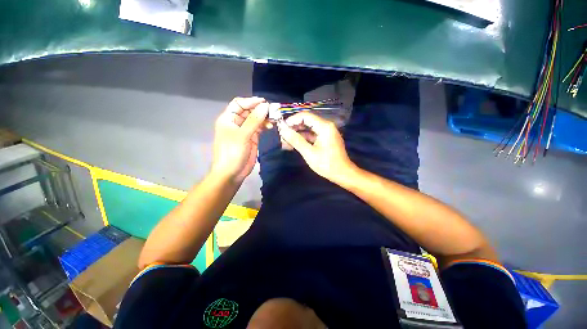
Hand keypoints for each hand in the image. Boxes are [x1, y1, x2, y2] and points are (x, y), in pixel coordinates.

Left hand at [212, 97, 268, 183]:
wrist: (232, 173)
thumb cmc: (233, 153)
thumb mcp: (243, 135)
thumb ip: (254, 120)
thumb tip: (265, 106)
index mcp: (228, 118)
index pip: (239, 104)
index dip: (251, 101)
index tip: (265, 103)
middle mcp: (236, 122)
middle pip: (248, 111)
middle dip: (260, 110)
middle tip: (273, 112)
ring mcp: (245, 131)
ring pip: (255, 119)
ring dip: (264, 118)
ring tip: (273, 119)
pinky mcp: (251, 138)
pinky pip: (258, 128)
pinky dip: (264, 126)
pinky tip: (270, 126)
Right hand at [278, 112, 355, 183]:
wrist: (342, 174)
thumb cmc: (327, 164)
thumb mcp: (309, 153)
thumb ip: (295, 140)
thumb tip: (283, 130)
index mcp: (324, 126)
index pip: (305, 116)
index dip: (292, 120)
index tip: (282, 127)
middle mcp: (326, 126)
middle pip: (307, 121)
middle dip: (294, 127)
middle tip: (282, 135)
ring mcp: (326, 133)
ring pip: (309, 129)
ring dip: (297, 134)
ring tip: (285, 141)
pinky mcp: (325, 139)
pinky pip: (312, 135)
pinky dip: (304, 139)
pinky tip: (294, 144)